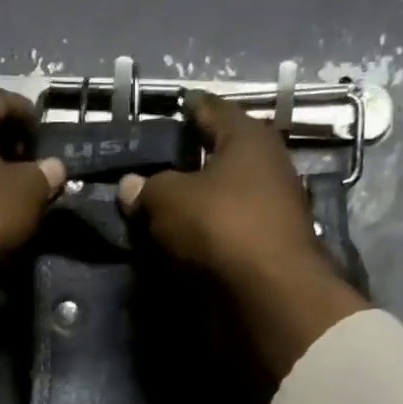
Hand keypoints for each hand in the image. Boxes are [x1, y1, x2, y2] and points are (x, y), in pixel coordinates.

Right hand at [118, 91, 366, 381]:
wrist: (268, 294)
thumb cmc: (220, 226)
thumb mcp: (169, 200)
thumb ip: (147, 189)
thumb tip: (129, 186)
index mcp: (248, 138)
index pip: (212, 111)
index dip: (190, 109)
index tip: (174, 109)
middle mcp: (268, 167)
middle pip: (222, 158)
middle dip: (192, 163)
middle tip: (156, 169)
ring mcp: (273, 212)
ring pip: (226, 199)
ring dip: (200, 205)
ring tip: (164, 212)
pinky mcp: (269, 251)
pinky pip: (229, 234)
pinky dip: (209, 237)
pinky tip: (184, 245)